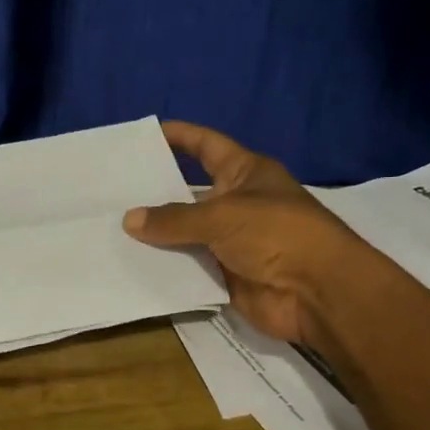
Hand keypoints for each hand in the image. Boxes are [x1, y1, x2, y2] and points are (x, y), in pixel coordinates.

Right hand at [123, 121, 376, 347]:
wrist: (318, 293)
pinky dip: (166, 266)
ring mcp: (232, 240)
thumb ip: (174, 219)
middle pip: (189, 192)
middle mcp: (237, 202)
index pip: (206, 145)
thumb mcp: (222, 216)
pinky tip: (130, 262)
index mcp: (245, 173)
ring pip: (186, 232)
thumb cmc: (277, 234)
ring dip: (157, 233)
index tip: (145, 135)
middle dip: (156, 191)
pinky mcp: (226, 274)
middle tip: (112, 189)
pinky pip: (189, 266)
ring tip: (111, 226)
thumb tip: (129, 219)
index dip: (180, 136)